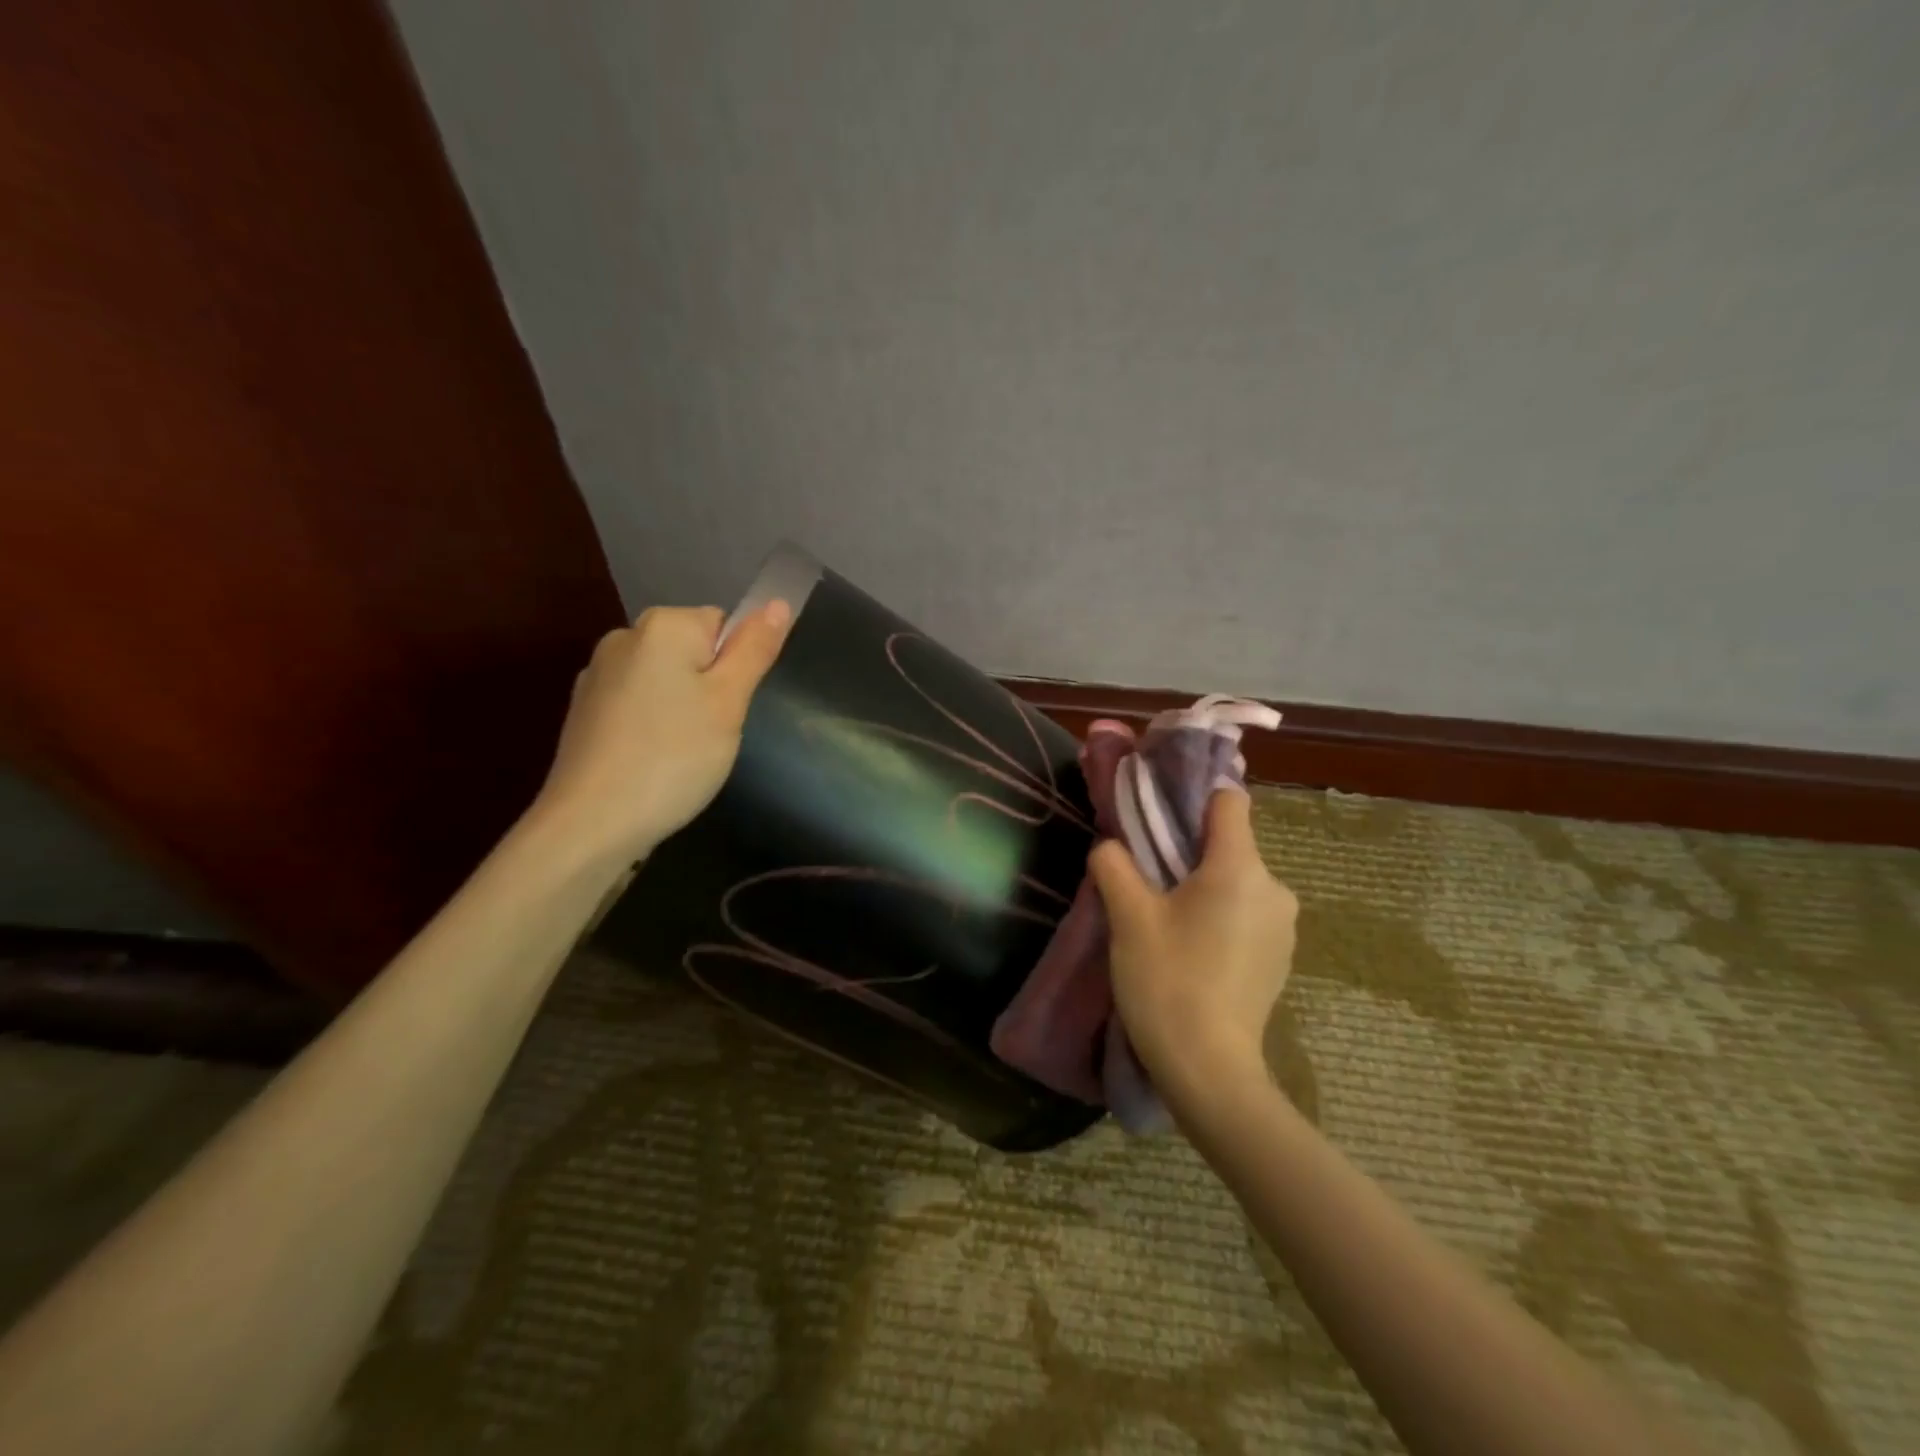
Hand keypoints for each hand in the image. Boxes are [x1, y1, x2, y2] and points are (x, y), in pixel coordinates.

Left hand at [530, 601, 791, 865]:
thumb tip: (778, 602)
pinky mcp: (585, 711)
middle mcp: (624, 637)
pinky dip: (653, 726)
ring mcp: (598, 675)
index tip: (730, 708)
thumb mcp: (729, 702)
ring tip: (683, 754)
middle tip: (713, 733)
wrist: (592, 822)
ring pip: (665, 681)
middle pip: (692, 651)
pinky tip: (653, 762)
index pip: (723, 625)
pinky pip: (638, 705)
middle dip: (710, 687)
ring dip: (682, 708)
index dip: (737, 666)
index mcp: (663, 626)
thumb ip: (754, 649)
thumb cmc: (673, 757)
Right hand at [1089, 789, 1298, 1102]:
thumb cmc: (1168, 980)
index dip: (1194, 800)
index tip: (1159, 819)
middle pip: (1230, 844)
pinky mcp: (1280, 957)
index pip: (1229, 801)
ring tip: (1167, 921)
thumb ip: (1114, 865)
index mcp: (1240, 867)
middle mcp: (1274, 888)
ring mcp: (1283, 926)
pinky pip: (1247, 914)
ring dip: (1204, 888)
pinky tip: (1193, 951)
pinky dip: (1221, 917)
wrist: (1209, 1070)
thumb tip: (1110, 846)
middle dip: (1189, 852)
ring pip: (1237, 881)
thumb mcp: (1128, 917)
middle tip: (1148, 880)